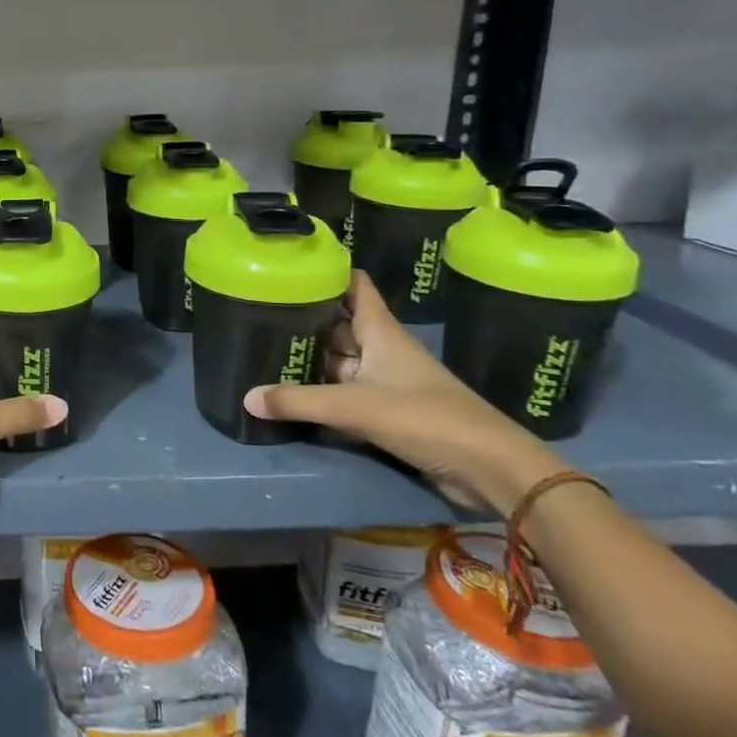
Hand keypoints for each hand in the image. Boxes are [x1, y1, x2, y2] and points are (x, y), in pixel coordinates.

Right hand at [243, 271, 564, 515]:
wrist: (490, 468)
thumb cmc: (424, 417)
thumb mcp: (353, 407)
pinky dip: (324, 390)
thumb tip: (246, 397)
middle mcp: (383, 349)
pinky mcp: (390, 411)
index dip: (328, 273)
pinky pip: (348, 391)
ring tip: (266, 351)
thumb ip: (298, 401)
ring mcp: (388, 381)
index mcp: (380, 332)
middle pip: (340, 324)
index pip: (355, 286)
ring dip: (313, 359)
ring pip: (342, 360)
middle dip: (305, 320)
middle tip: (259, 314)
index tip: (291, 268)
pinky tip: (294, 393)